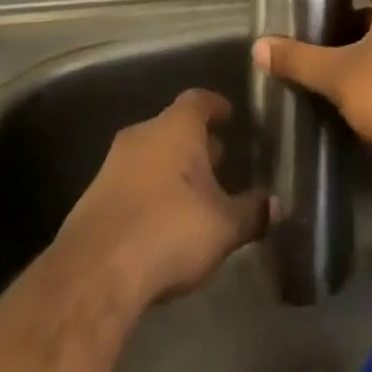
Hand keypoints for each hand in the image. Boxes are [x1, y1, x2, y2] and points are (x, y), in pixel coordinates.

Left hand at [56, 89, 267, 309]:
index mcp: (177, 127)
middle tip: (219, 160)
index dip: (216, 106)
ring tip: (193, 193)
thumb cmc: (170, 229)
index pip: (199, 100)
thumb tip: (277, 205)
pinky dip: (149, 191)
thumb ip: (252, 213)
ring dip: (171, 168)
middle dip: (196, 142)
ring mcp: (114, 163)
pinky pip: (131, 181)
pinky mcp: (94, 196)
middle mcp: (143, 133)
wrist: (96, 271)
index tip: (230, 116)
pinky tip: (162, 219)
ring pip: (151, 154)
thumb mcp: (223, 226)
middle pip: (174, 126)